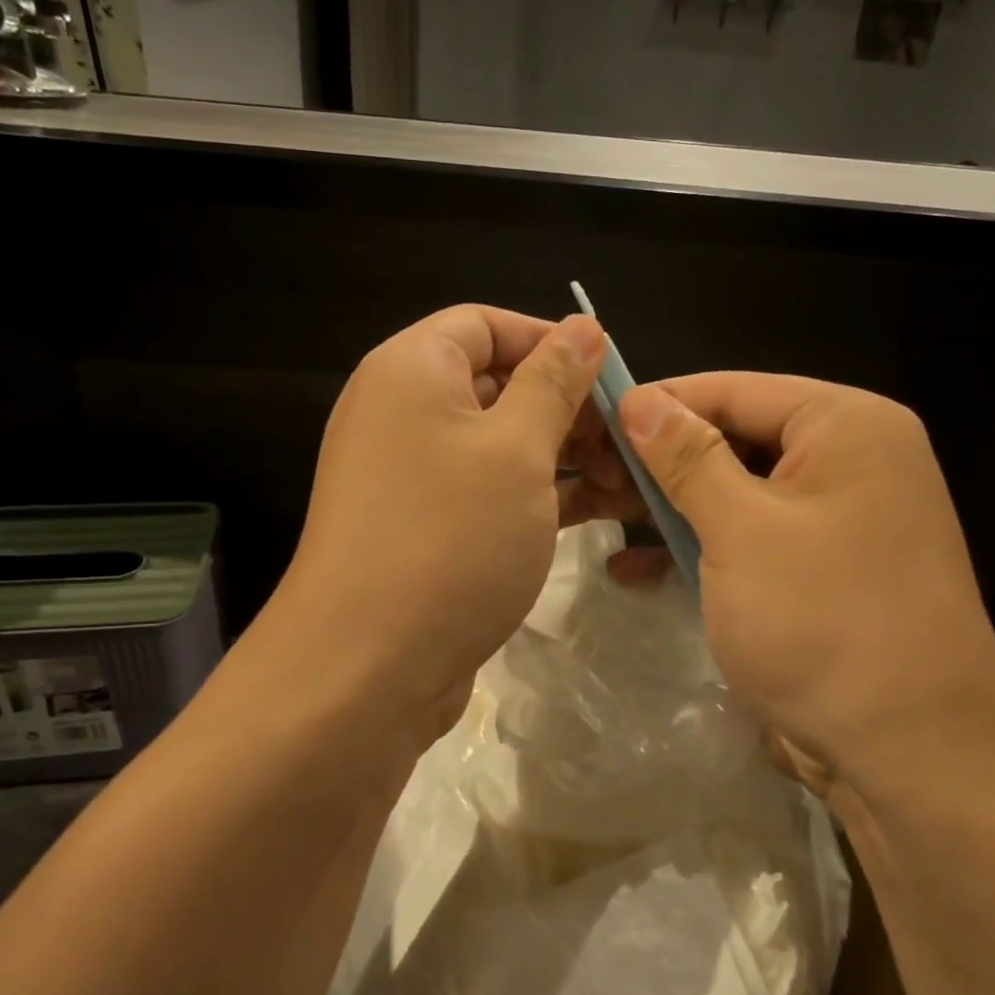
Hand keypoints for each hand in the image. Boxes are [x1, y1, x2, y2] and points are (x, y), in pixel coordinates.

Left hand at [260, 305, 631, 752]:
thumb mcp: (518, 450)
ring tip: (626, 482)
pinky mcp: (423, 527)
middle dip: (566, 407)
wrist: (365, 669)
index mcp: (411, 371)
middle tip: (629, 443)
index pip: (485, 325)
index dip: (550, 341)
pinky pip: (485, 490)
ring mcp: (408, 475)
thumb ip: (554, 381)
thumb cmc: (450, 538)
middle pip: (495, 384)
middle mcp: (400, 413)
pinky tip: (594, 512)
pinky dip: (535, 494)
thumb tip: (582, 326)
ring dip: (561, 456)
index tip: (610, 377)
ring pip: (497, 444)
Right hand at [617, 373, 994, 798]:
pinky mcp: (824, 571)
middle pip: (736, 439)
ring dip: (672, 507)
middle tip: (589, 476)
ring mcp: (839, 519)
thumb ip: (687, 458)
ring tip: (600, 514)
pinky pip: (753, 539)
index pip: (735, 390)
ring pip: (739, 493)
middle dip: (660, 461)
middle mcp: (851, 461)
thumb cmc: (823, 620)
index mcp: (847, 426)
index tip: (592, 420)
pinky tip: (636, 570)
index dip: (661, 403)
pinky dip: (701, 548)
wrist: (913, 752)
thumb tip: (640, 399)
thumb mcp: (742, 529)